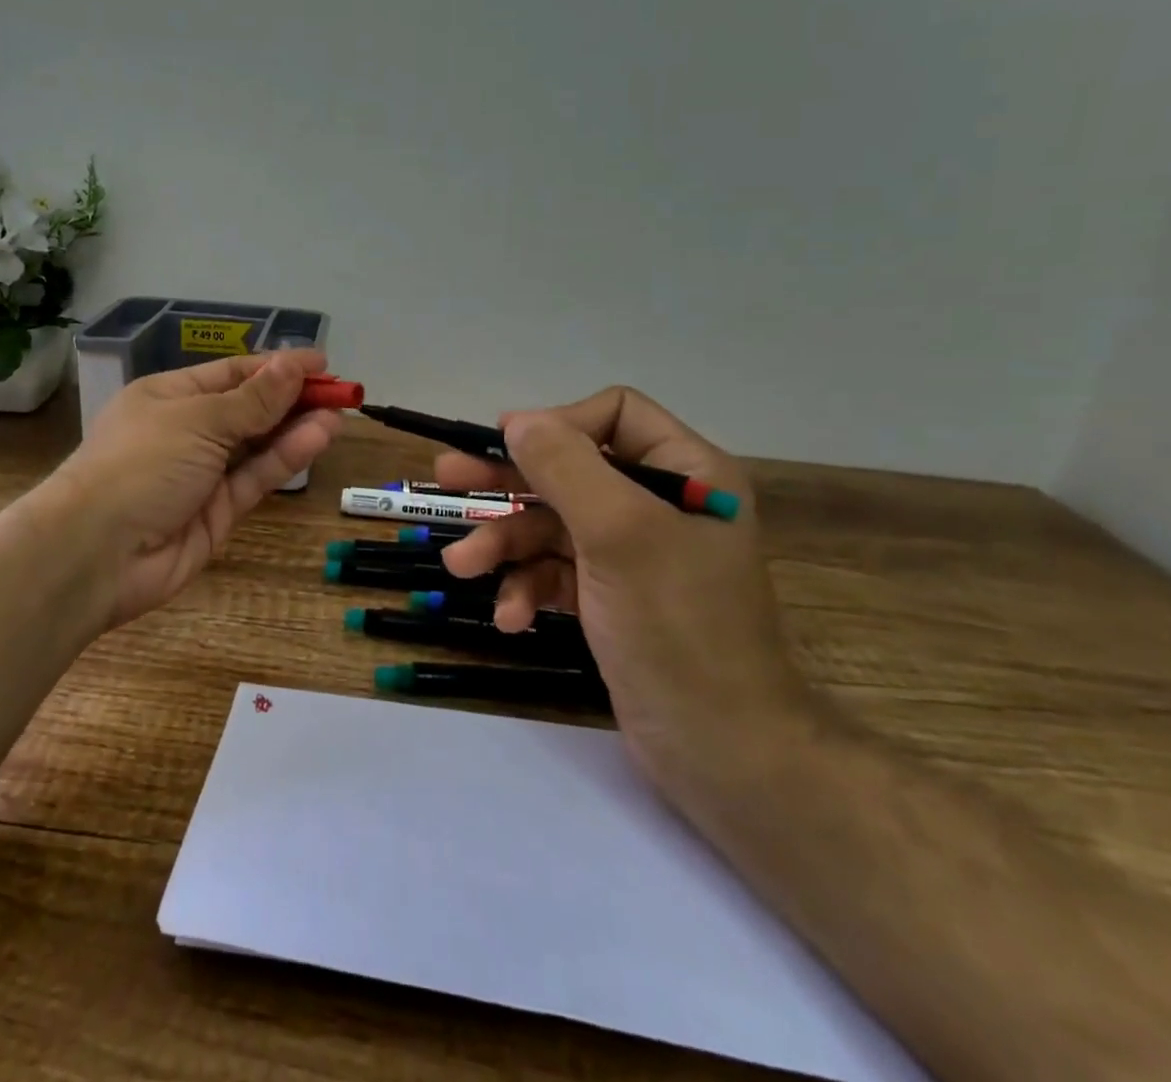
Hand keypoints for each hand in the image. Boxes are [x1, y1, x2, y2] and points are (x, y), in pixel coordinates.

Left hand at [42, 350, 342, 629]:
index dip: (276, 367)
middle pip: (248, 408)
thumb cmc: (142, 462)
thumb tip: (294, 365)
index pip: (231, 374)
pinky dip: (286, 457)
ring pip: (257, 444)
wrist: (96, 553)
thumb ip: (254, 399)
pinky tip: (319, 437)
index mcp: (169, 396)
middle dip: (292, 397)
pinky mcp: (217, 513)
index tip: (320, 363)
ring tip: (339, 412)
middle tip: (340, 391)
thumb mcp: (199, 419)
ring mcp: (202, 474)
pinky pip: (256, 477)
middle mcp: (186, 431)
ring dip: (296, 426)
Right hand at [436, 386, 817, 790]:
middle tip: (447, 477)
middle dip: (509, 481)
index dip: (558, 424)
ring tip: (461, 567)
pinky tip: (509, 618)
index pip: (615, 415)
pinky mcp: (611, 598)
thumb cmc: (678, 628)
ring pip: (553, 524)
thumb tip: (518, 421)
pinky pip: (557, 572)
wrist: (723, 755)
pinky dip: (528, 588)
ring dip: (506, 544)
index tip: (504, 444)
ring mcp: (633, 554)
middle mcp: (661, 505)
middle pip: (570, 469)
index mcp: (687, 474)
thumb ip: (566, 468)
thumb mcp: (620, 535)